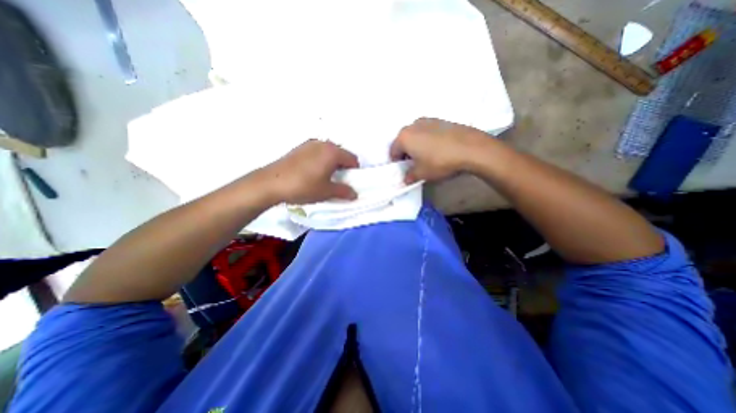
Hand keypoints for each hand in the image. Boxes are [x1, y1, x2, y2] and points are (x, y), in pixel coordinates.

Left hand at [259, 140, 359, 203]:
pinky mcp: (299, 148)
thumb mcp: (326, 191)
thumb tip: (355, 194)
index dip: (355, 171)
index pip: (352, 159)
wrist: (271, 183)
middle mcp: (323, 143)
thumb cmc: (304, 186)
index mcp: (332, 152)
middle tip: (339, 180)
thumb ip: (344, 191)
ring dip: (332, 163)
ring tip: (325, 177)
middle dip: (344, 167)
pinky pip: (317, 152)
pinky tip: (313, 172)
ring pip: (329, 152)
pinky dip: (321, 160)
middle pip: (341, 154)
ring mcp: (310, 144)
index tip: (350, 181)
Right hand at [391, 120, 487, 184]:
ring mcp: (428, 120)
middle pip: (403, 141)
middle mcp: (413, 125)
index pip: (393, 151)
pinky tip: (438, 149)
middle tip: (414, 164)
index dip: (397, 163)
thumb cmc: (440, 162)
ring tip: (427, 156)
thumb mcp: (422, 174)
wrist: (470, 148)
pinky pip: (427, 132)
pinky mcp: (440, 120)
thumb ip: (409, 177)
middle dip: (406, 153)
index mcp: (404, 137)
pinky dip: (427, 140)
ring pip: (415, 135)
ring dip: (417, 145)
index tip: (403, 170)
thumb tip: (406, 179)